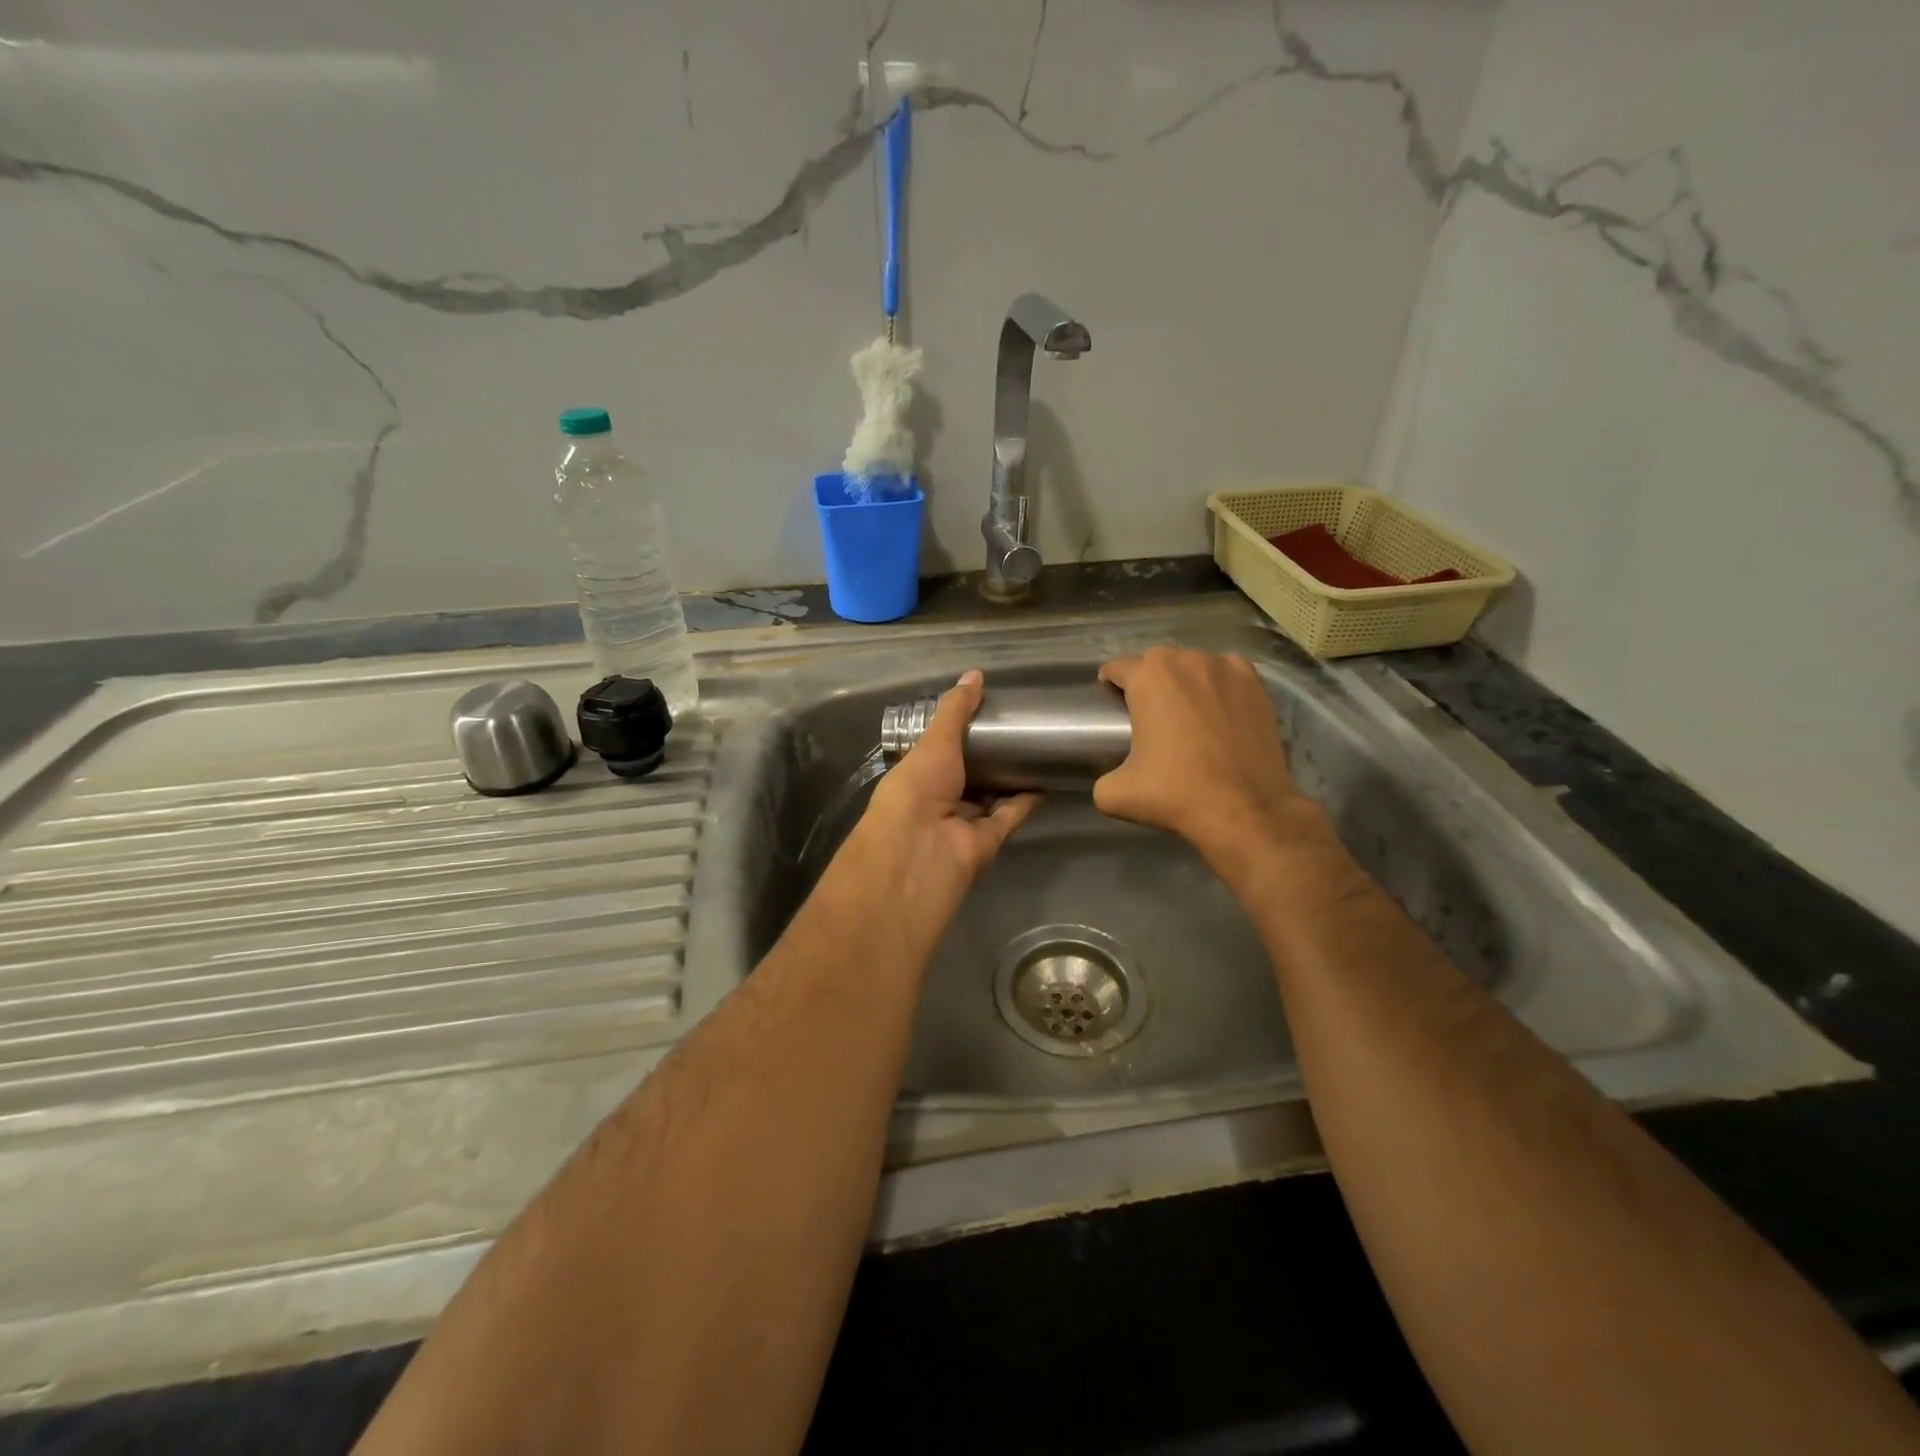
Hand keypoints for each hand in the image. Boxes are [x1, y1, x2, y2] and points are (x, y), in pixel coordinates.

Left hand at [847, 670, 1040, 919]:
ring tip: (1037, 751)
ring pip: (992, 797)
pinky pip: (1010, 815)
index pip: (940, 754)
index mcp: (918, 776)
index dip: (960, 736)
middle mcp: (939, 801)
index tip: (986, 715)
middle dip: (990, 758)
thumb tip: (975, 675)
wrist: (921, 849)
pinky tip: (1046, 778)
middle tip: (1019, 730)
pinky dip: (1027, 800)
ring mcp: (964, 823)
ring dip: (1011, 779)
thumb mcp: (935, 740)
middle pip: (969, 777)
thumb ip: (956, 710)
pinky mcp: (989, 840)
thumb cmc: (917, 788)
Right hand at [1095, 648, 1335, 868]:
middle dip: (1148, 680)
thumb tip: (1110, 777)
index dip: (1110, 681)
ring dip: (1184, 680)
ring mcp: (1225, 669)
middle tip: (1147, 711)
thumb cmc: (1176, 794)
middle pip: (1157, 662)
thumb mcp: (1115, 794)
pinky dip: (1219, 684)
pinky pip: (1228, 673)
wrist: (1245, 809)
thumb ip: (1102, 776)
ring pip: (1194, 664)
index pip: (1118, 667)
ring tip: (1185, 710)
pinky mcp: (1255, 685)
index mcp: (1148, 678)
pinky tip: (1218, 707)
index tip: (1110, 697)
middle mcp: (1186, 661)